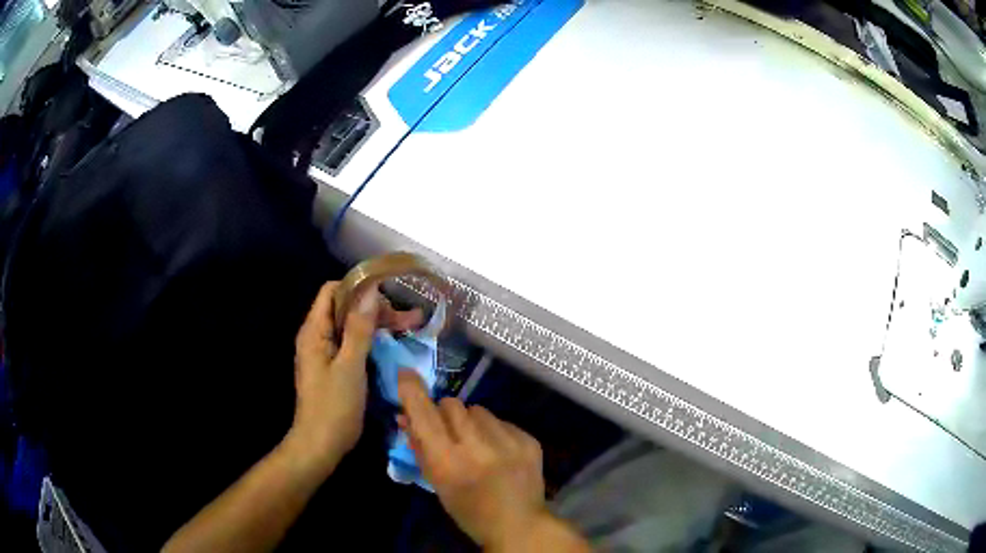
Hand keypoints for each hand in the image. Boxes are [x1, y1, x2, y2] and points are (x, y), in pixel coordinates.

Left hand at [288, 282, 420, 471]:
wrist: (321, 445)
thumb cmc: (334, 406)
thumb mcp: (350, 366)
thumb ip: (359, 328)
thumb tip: (371, 292)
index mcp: (314, 331)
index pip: (332, 291)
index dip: (358, 287)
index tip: (388, 295)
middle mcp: (316, 337)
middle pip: (344, 308)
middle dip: (375, 309)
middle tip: (409, 318)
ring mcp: (324, 353)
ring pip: (351, 327)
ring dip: (377, 325)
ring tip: (409, 327)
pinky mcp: (333, 368)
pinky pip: (352, 344)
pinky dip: (371, 341)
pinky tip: (391, 345)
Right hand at [397, 372, 552, 548]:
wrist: (518, 524)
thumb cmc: (468, 510)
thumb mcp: (437, 484)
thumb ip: (420, 448)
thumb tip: (405, 417)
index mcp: (449, 462)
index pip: (425, 414)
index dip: (413, 392)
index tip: (406, 374)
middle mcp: (478, 446)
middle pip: (452, 404)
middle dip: (445, 414)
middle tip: (449, 434)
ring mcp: (508, 441)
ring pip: (478, 409)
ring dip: (472, 422)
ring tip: (478, 445)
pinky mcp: (529, 440)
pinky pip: (502, 420)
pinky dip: (495, 431)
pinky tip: (500, 452)